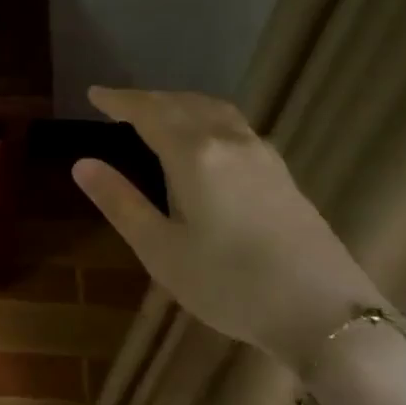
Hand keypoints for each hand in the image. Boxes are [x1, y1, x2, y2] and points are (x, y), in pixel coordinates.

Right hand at [72, 87, 381, 364]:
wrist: (322, 311)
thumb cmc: (229, 284)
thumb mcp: (161, 250)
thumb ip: (121, 203)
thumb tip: (82, 164)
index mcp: (195, 156)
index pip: (149, 113)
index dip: (120, 101)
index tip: (95, 93)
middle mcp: (230, 142)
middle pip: (183, 104)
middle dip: (148, 99)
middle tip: (119, 105)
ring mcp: (262, 155)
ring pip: (214, 111)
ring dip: (180, 104)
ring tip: (159, 113)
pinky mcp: (281, 173)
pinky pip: (235, 126)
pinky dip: (206, 118)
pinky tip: (206, 140)